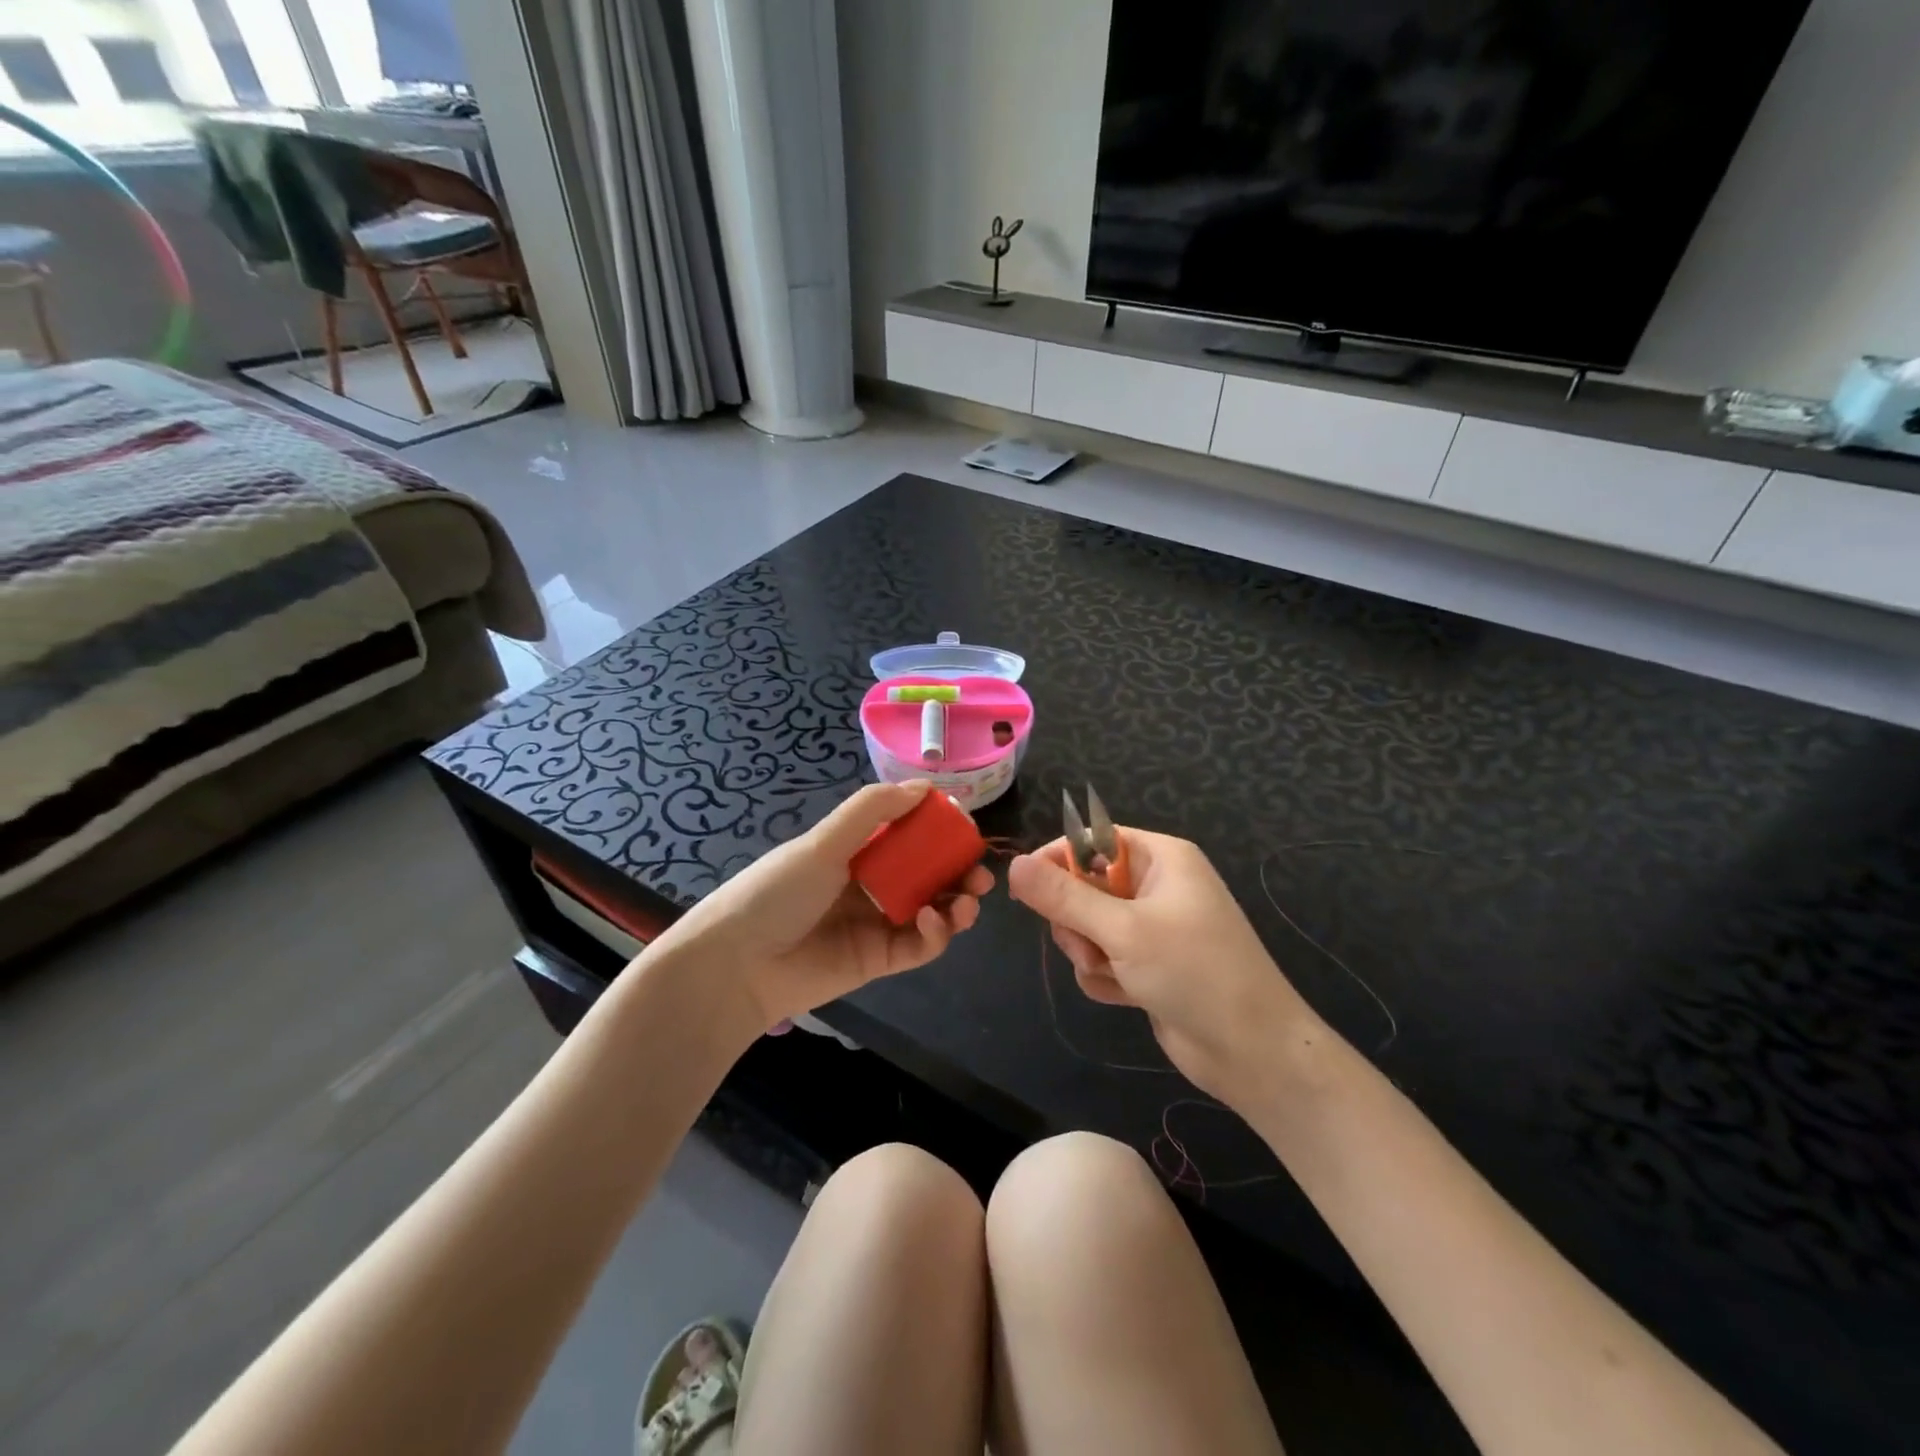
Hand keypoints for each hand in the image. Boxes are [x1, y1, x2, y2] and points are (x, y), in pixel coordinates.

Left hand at [657, 781, 992, 1033]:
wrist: (738, 963)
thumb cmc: (778, 890)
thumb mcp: (823, 841)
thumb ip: (873, 810)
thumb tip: (925, 785)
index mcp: (856, 851)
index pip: (909, 836)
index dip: (939, 831)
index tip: (965, 827)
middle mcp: (871, 885)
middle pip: (928, 875)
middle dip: (959, 871)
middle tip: (979, 872)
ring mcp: (878, 924)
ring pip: (933, 910)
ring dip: (957, 902)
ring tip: (968, 899)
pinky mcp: (881, 960)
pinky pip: (921, 945)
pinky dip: (937, 933)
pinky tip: (935, 920)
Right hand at [1007, 831, 1318, 1104]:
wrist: (1252, 1051)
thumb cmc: (1194, 972)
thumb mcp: (1123, 929)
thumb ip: (1064, 897)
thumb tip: (1015, 865)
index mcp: (1161, 858)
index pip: (1093, 840)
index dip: (1057, 860)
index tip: (1025, 888)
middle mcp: (1156, 886)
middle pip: (1084, 886)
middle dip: (1077, 920)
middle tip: (1088, 946)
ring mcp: (1153, 928)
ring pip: (1088, 926)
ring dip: (1090, 953)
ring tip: (1114, 974)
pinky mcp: (1148, 965)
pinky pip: (1103, 958)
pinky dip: (1106, 976)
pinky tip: (1125, 996)